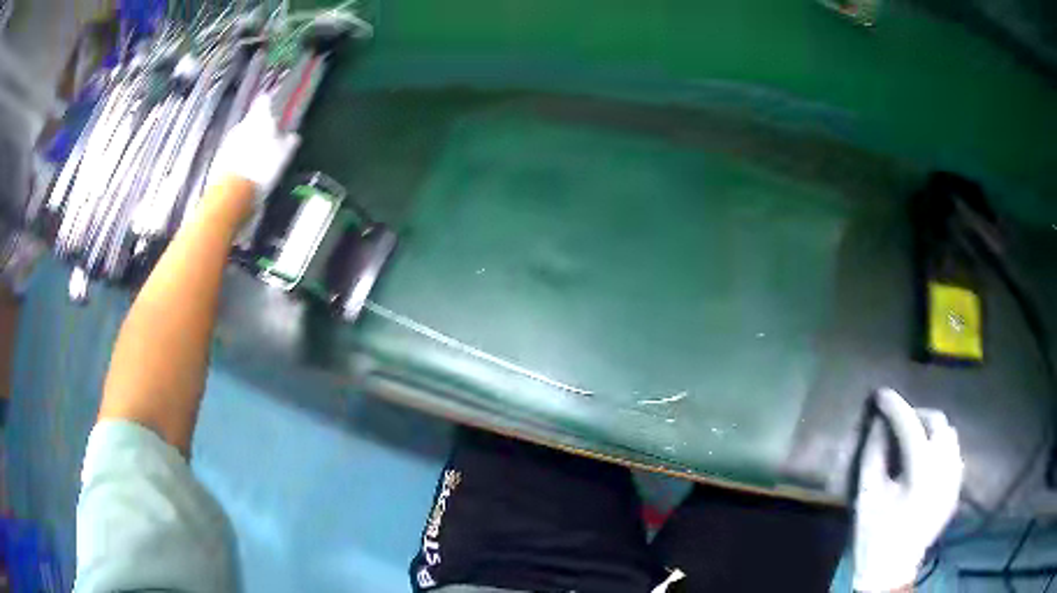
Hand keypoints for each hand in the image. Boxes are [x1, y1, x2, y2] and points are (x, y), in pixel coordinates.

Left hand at [207, 94, 299, 202]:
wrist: (232, 192)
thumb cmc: (262, 167)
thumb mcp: (283, 155)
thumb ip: (288, 142)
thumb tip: (294, 136)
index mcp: (259, 119)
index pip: (264, 102)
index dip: (269, 104)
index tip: (273, 108)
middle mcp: (242, 124)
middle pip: (251, 121)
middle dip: (258, 127)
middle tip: (267, 138)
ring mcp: (228, 141)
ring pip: (241, 136)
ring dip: (247, 143)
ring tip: (256, 156)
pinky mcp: (219, 158)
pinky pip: (232, 152)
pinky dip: (238, 156)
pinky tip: (245, 169)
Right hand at [853, 388, 963, 591]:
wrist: (892, 569)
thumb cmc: (875, 534)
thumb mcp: (867, 495)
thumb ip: (874, 454)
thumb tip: (879, 422)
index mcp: (920, 473)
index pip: (910, 425)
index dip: (895, 406)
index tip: (882, 395)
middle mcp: (944, 470)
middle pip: (938, 422)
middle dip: (918, 414)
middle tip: (899, 421)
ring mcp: (954, 479)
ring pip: (950, 436)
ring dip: (931, 430)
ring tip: (914, 439)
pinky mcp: (956, 489)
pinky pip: (954, 454)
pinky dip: (941, 448)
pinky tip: (927, 460)